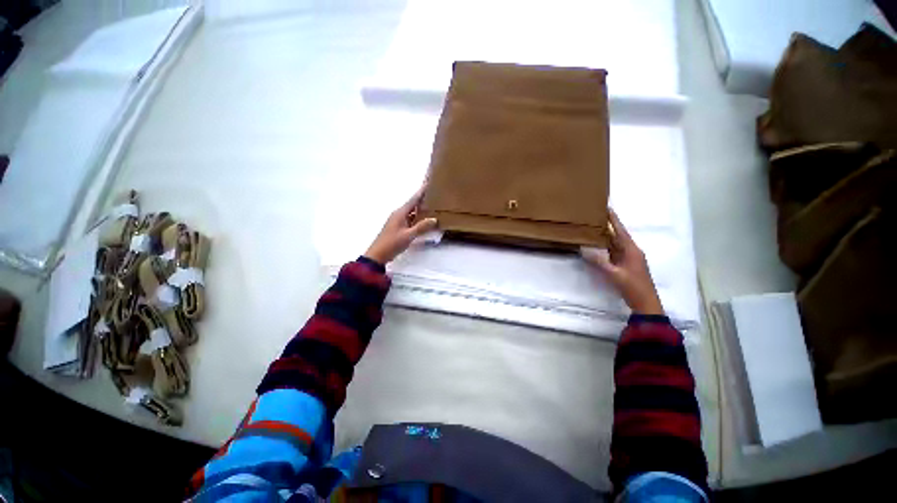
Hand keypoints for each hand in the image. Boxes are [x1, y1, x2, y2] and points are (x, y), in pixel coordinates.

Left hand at [364, 186, 437, 265]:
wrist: (378, 255)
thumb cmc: (392, 243)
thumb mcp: (408, 235)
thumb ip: (421, 227)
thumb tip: (434, 219)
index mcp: (400, 213)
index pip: (413, 199)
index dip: (421, 192)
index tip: (428, 183)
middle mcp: (399, 214)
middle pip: (413, 205)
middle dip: (422, 200)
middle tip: (434, 195)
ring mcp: (398, 221)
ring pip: (412, 213)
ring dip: (420, 210)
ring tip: (432, 207)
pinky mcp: (398, 228)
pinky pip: (410, 220)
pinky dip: (417, 219)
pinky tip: (424, 221)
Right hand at [581, 209, 663, 314]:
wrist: (645, 303)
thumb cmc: (633, 287)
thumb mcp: (615, 274)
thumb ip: (600, 262)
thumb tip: (584, 250)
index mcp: (631, 250)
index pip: (620, 230)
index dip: (613, 219)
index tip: (606, 207)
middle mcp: (630, 251)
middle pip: (617, 235)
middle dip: (607, 225)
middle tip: (595, 216)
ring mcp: (628, 258)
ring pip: (615, 244)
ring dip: (606, 236)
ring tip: (593, 227)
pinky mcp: (624, 265)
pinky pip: (613, 252)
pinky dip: (605, 247)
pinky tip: (597, 246)